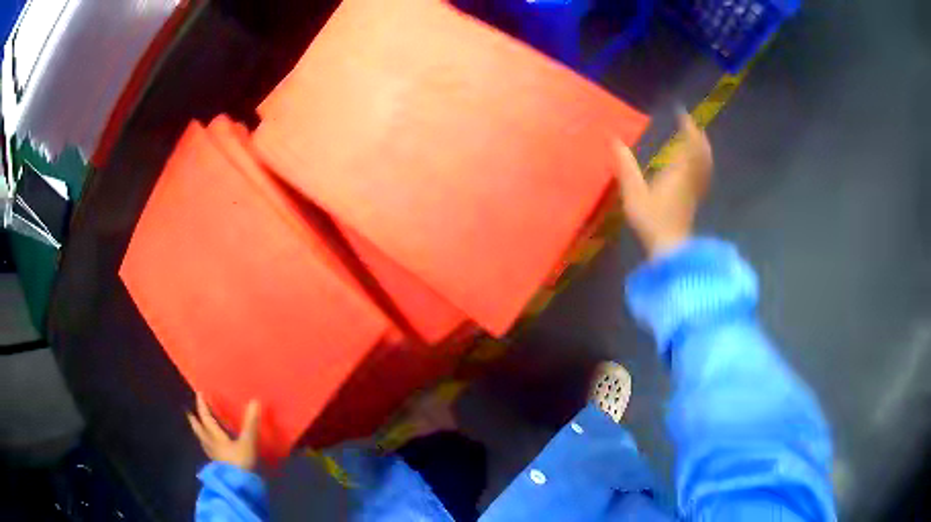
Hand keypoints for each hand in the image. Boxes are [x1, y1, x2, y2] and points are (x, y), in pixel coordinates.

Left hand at [187, 394, 261, 471]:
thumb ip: (251, 423)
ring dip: (200, 433)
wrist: (239, 486)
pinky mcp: (219, 466)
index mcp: (215, 436)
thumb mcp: (247, 442)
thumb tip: (255, 401)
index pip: (206, 418)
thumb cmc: (240, 462)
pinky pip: (210, 451)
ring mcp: (214, 456)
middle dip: (194, 420)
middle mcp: (211, 444)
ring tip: (200, 428)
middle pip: (199, 430)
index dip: (202, 406)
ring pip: (203, 441)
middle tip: (189, 412)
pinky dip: (208, 445)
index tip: (199, 393)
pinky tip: (213, 448)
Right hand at [613, 113, 712, 257]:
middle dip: (697, 136)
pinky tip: (696, 165)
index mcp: (678, 171)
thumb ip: (626, 167)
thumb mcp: (633, 193)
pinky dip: (702, 163)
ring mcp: (695, 189)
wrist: (671, 248)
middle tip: (691, 125)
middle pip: (701, 151)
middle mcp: (690, 176)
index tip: (681, 113)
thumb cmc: (652, 220)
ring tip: (696, 139)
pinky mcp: (694, 199)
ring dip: (702, 148)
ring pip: (704, 163)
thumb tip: (615, 141)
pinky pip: (702, 174)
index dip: (687, 126)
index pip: (688, 143)